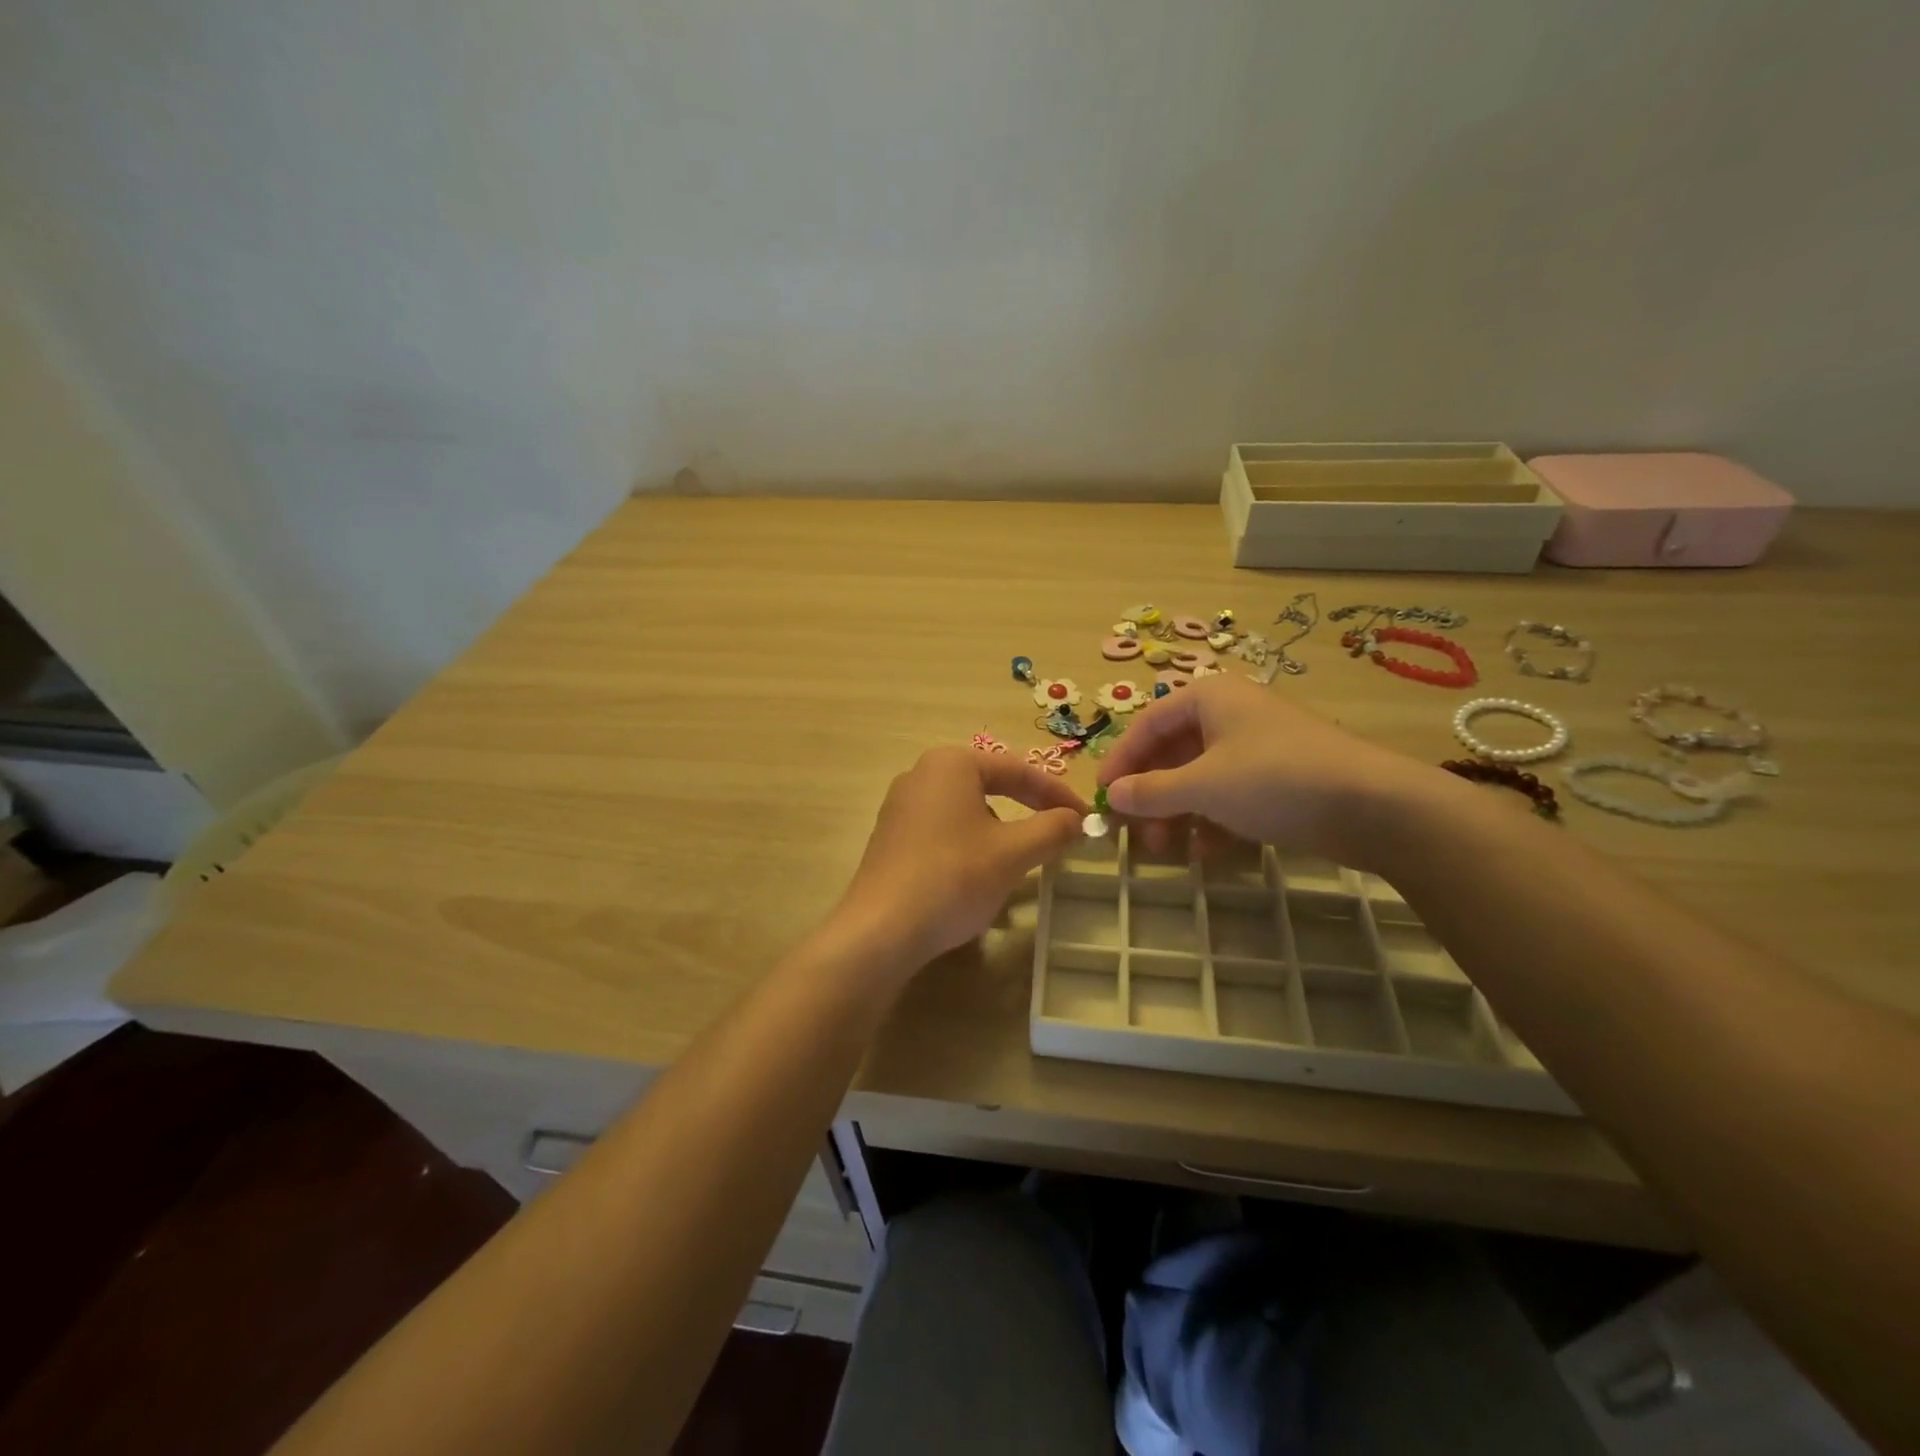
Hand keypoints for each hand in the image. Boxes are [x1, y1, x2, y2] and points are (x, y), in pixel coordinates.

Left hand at [834, 747, 1087, 969]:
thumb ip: (1052, 829)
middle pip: (989, 785)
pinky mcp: (890, 838)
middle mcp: (921, 774)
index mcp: (951, 764)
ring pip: (967, 810)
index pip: (1017, 770)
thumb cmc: (953, 878)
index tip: (1085, 817)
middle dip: (1028, 809)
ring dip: (1001, 830)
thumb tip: (1077, 819)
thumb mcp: (1013, 853)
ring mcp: (900, 806)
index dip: (1057, 794)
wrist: (881, 930)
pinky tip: (980, 876)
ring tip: (1023, 858)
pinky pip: (943, 831)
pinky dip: (971, 845)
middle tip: (1060, 831)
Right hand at [1094, 676, 1437, 867]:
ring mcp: (1258, 748)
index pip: (1147, 725)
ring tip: (1168, 851)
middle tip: (1134, 834)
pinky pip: (1230, 797)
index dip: (1120, 761)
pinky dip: (1212, 822)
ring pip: (1200, 779)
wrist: (1375, 806)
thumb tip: (1112, 796)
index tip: (1103, 799)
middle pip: (1172, 754)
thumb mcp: (1203, 786)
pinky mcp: (1280, 780)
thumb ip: (1151, 792)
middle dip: (1150, 796)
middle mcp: (1230, 715)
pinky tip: (1206, 853)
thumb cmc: (1276, 780)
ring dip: (1178, 815)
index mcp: (1208, 698)